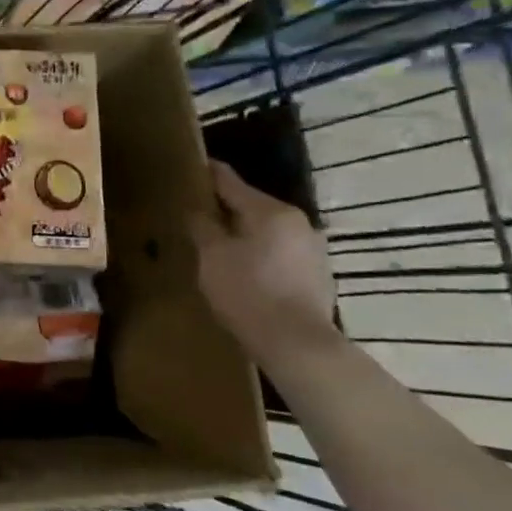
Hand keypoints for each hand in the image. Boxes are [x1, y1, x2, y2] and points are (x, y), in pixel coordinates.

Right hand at [191, 160, 336, 360]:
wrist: (297, 344)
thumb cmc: (247, 293)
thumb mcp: (211, 256)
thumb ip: (202, 226)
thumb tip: (196, 210)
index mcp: (270, 211)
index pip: (231, 181)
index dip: (208, 173)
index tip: (192, 165)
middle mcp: (298, 222)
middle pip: (252, 206)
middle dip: (226, 209)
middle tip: (199, 214)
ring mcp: (313, 248)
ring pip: (268, 231)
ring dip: (245, 233)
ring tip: (220, 246)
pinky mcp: (319, 274)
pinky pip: (281, 252)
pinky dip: (261, 254)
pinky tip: (246, 272)